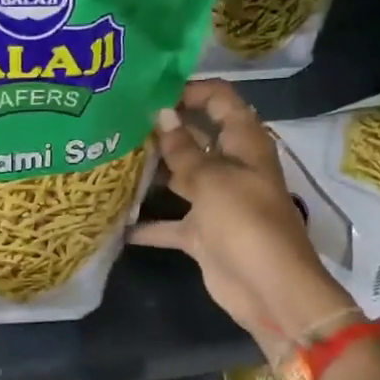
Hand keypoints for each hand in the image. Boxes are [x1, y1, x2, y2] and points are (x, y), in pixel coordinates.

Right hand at [129, 81, 352, 362]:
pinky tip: (115, 220)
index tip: (148, 91)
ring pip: (181, 178)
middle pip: (196, 138)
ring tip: (111, 159)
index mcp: (245, 144)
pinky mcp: (203, 234)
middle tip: (118, 121)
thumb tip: (162, 114)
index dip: (190, 90)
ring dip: (153, 172)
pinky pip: (171, 223)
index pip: (220, 101)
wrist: (268, 289)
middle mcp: (231, 168)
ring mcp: (216, 202)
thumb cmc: (244, 223)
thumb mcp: (212, 180)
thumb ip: (184, 149)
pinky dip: (148, 224)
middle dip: (164, 129)